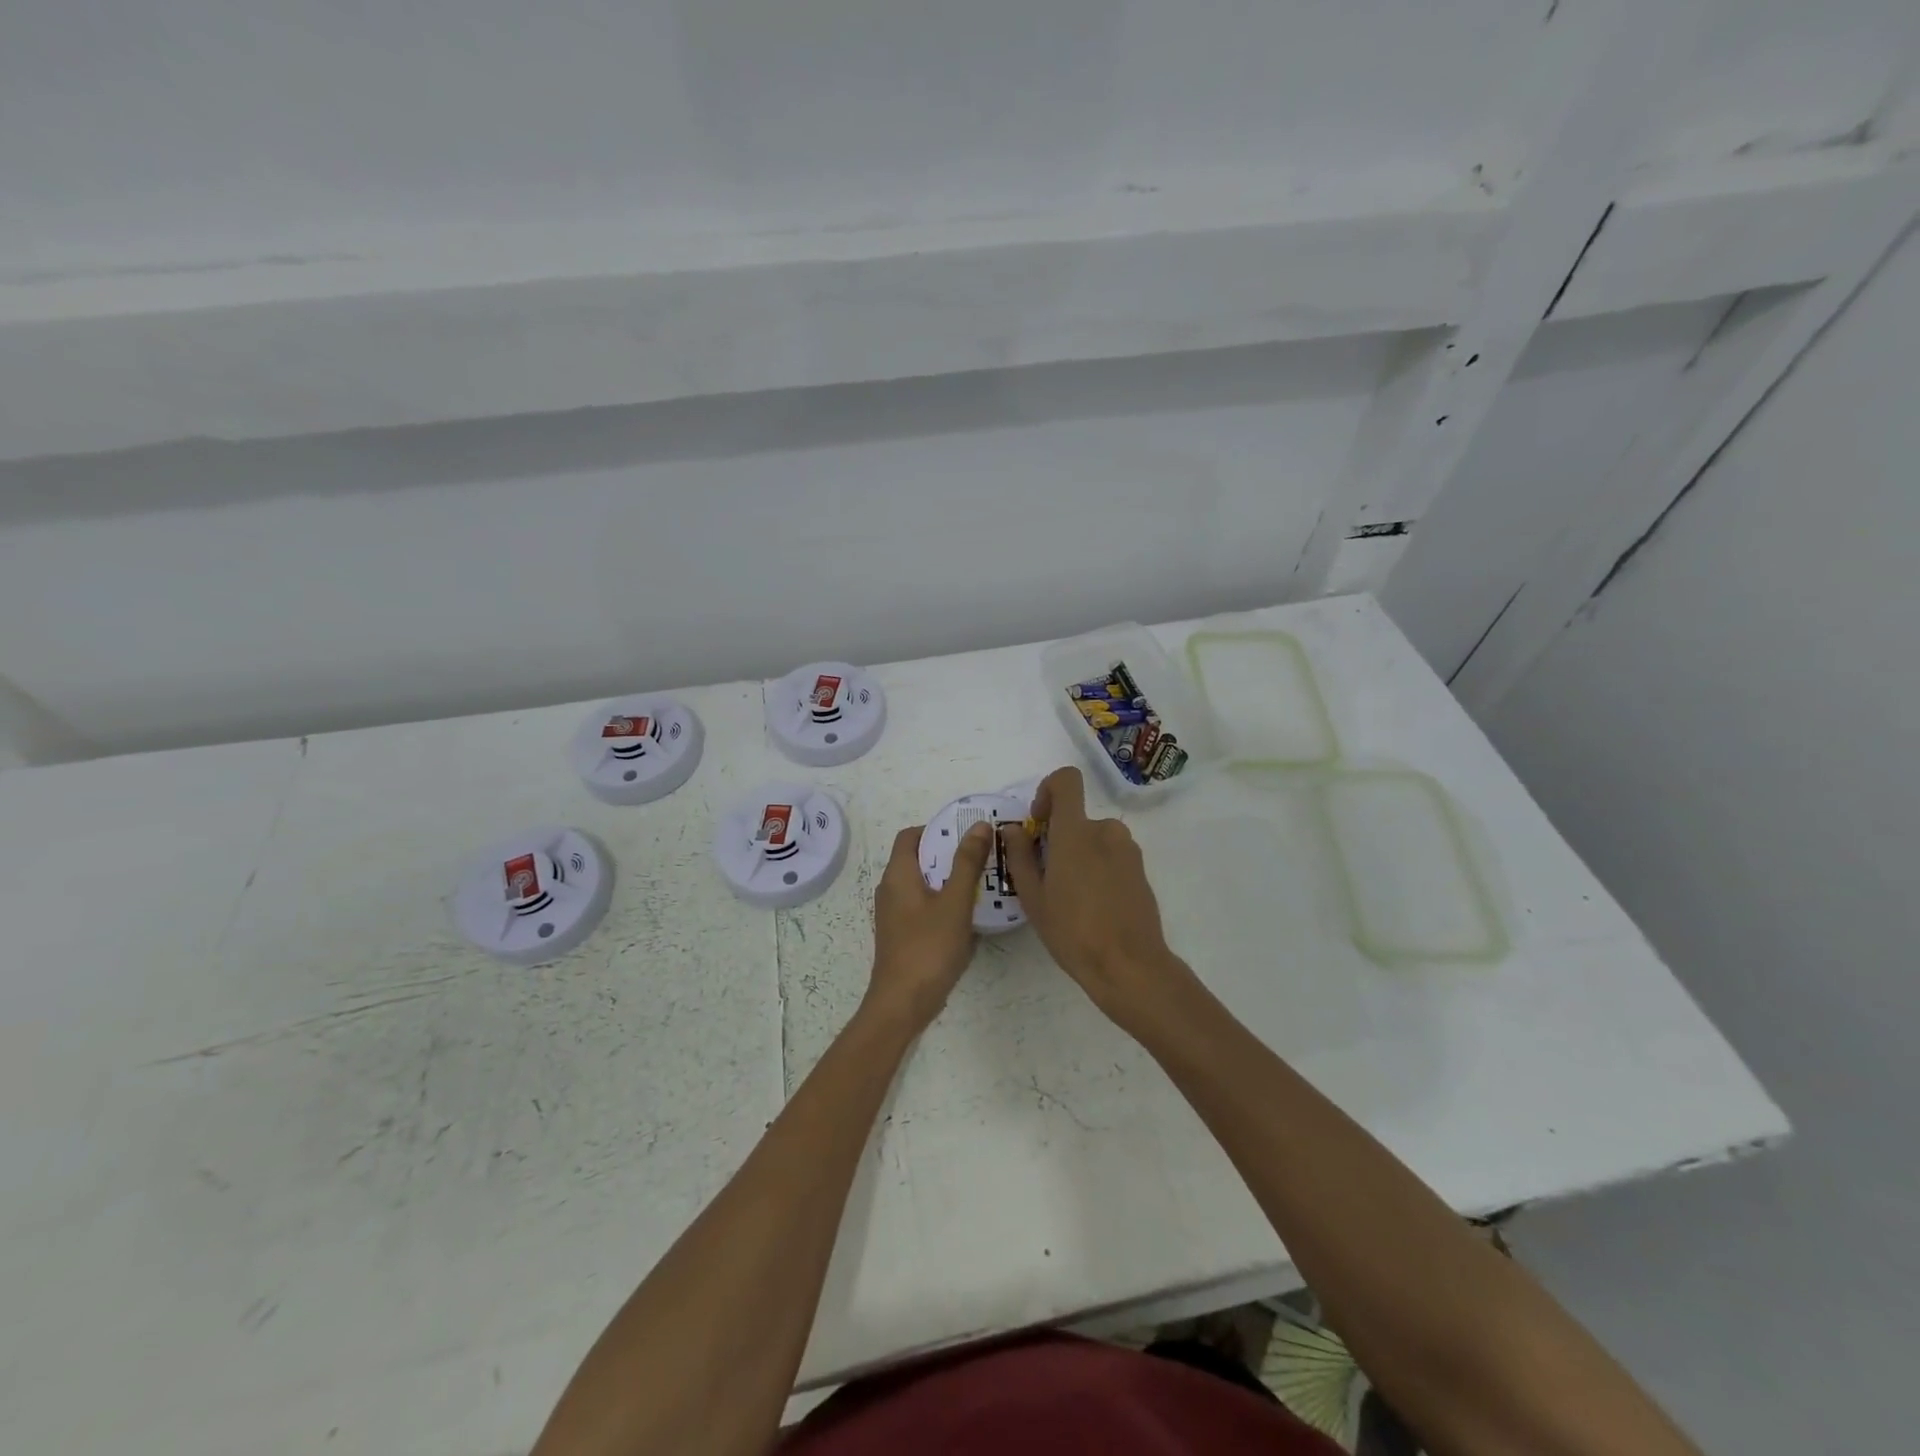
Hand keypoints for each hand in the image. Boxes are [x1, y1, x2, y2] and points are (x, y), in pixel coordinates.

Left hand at [867, 820, 994, 1033]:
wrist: (903, 1003)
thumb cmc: (928, 947)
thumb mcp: (955, 901)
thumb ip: (967, 863)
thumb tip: (978, 825)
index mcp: (897, 875)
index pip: (911, 835)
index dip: (937, 828)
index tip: (967, 833)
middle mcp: (890, 889)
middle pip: (918, 858)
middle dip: (949, 853)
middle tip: (982, 855)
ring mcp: (894, 913)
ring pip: (923, 884)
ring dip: (948, 878)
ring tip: (982, 881)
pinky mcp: (902, 934)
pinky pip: (923, 905)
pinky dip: (943, 900)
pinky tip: (968, 913)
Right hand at [1000, 766, 1199, 1030]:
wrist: (1129, 965)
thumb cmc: (1072, 931)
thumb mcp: (1033, 896)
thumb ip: (1020, 856)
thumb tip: (1013, 829)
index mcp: (1076, 832)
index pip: (1067, 780)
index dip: (1048, 790)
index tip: (1039, 822)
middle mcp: (1106, 831)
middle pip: (1077, 818)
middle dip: (1059, 838)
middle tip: (1046, 878)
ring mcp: (1128, 850)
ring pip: (1094, 839)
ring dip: (1079, 856)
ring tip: (1069, 897)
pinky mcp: (1141, 870)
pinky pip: (1111, 856)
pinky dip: (1098, 869)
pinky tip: (1092, 906)